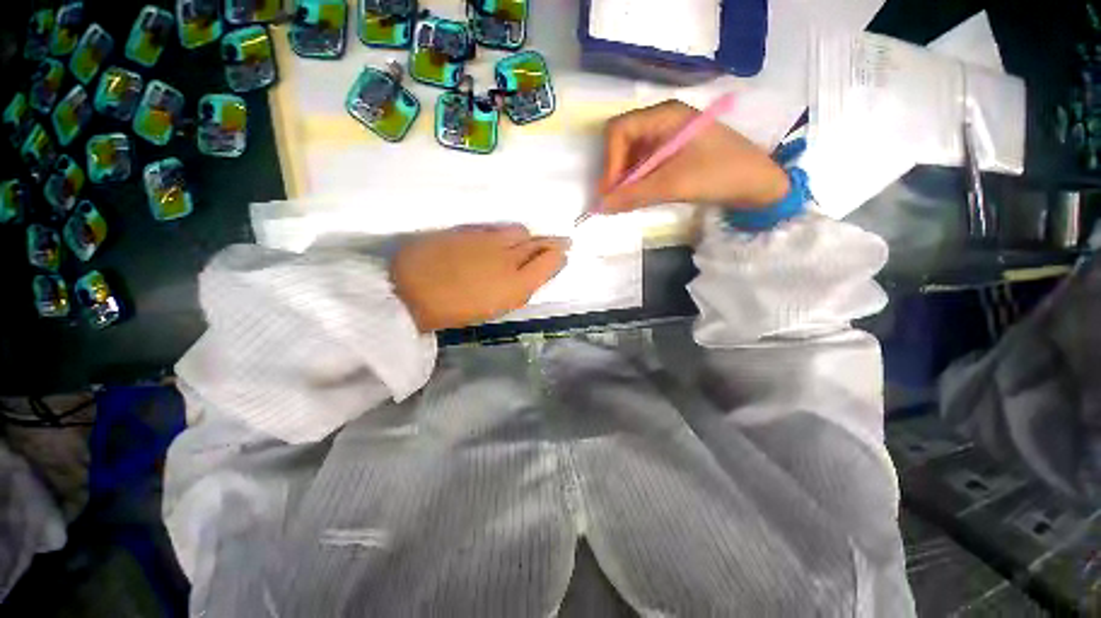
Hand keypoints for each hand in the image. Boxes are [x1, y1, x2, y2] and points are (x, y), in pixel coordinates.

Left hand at [392, 225, 568, 331]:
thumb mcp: (495, 308)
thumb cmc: (455, 310)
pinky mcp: (468, 229)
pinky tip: (502, 239)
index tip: (563, 255)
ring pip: (518, 230)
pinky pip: (495, 227)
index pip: (550, 260)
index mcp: (516, 283)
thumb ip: (519, 290)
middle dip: (553, 242)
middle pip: (539, 242)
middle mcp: (508, 255)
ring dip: (528, 236)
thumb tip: (535, 274)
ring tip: (528, 242)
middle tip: (561, 242)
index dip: (559, 256)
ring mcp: (488, 238)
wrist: (410, 292)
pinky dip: (505, 233)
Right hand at [597, 100, 789, 213]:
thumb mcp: (674, 184)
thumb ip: (634, 195)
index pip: (620, 131)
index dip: (610, 162)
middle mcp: (663, 121)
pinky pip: (644, 165)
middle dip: (615, 172)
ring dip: (625, 179)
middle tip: (614, 200)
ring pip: (632, 156)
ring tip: (626, 202)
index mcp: (665, 116)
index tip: (611, 192)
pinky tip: (639, 197)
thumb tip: (600, 207)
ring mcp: (668, 137)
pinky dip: (637, 182)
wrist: (759, 184)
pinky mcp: (673, 154)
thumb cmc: (720, 174)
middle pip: (622, 142)